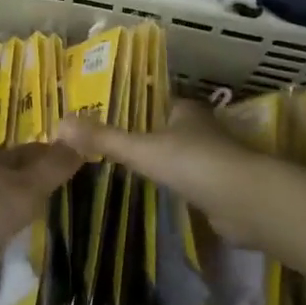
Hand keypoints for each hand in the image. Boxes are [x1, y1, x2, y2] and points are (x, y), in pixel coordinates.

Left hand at [0, 142, 84, 268]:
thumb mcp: (24, 191)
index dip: (54, 154)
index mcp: (5, 160)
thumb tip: (79, 138)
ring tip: (18, 202)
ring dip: (3, 187)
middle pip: (10, 163)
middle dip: (29, 169)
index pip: (36, 151)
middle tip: (47, 182)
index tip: (71, 158)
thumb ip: (50, 170)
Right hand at [56, 100, 277, 246]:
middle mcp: (202, 130)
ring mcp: (214, 160)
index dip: (134, 106)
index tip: (108, 114)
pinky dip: (176, 185)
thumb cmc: (194, 163)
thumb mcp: (141, 149)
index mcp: (185, 110)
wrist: (247, 203)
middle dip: (146, 134)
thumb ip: (103, 138)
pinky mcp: (221, 189)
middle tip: (111, 144)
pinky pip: (191, 182)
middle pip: (168, 128)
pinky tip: (158, 194)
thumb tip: (58, 124)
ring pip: (181, 155)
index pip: (156, 102)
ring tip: (127, 169)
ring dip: (162, 161)